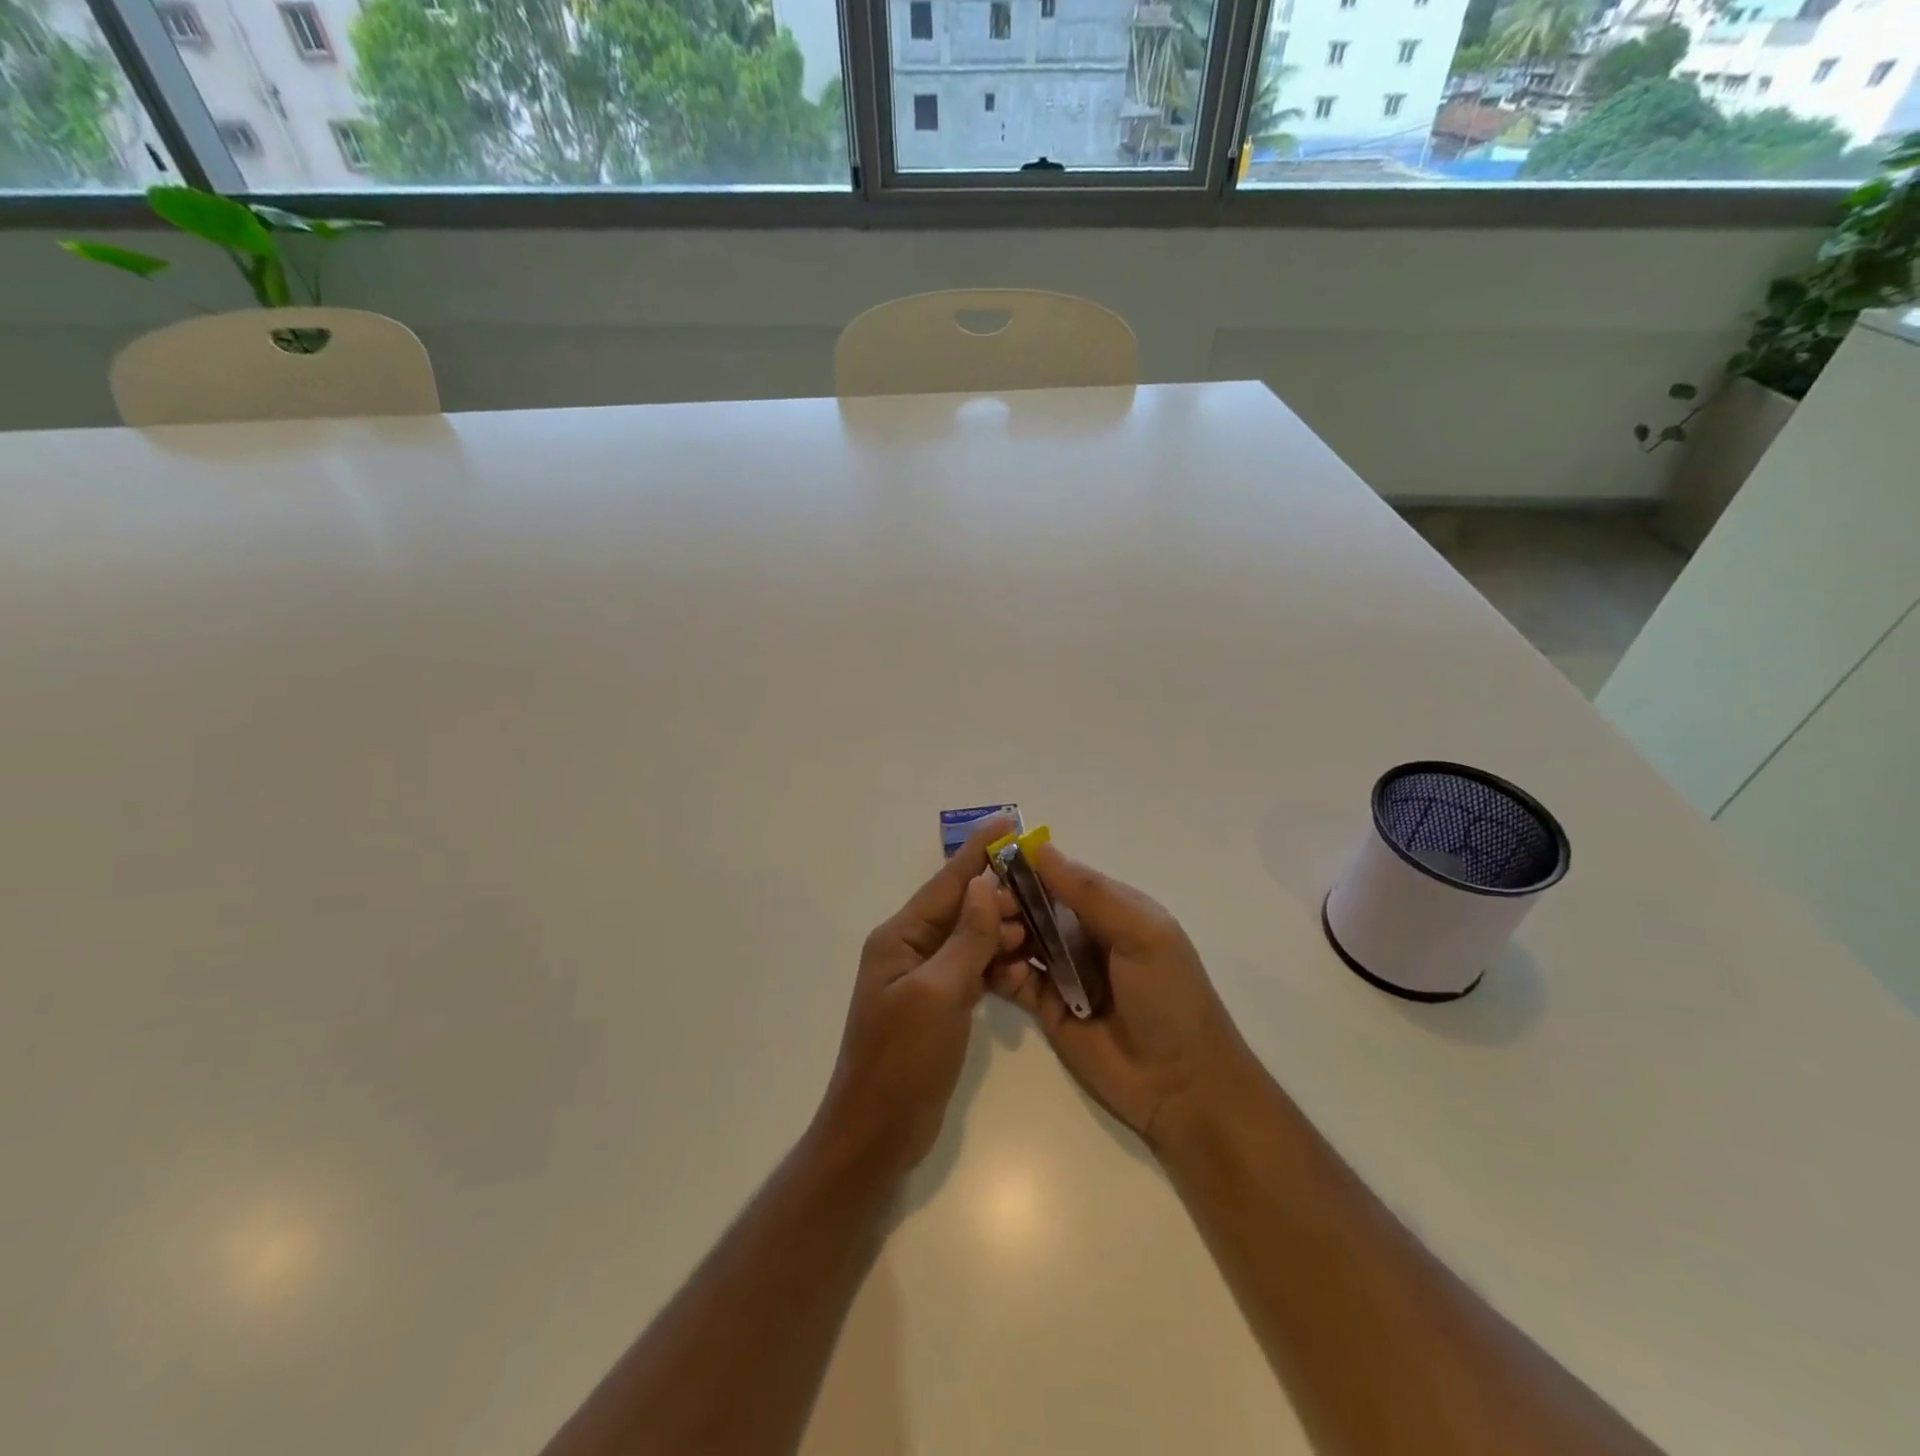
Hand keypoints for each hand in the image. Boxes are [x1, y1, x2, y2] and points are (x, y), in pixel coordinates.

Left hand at [813, 818, 1025, 1179]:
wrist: (878, 1133)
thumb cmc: (902, 1060)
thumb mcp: (938, 994)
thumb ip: (966, 938)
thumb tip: (985, 884)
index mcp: (899, 937)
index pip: (946, 883)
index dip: (978, 851)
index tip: (1008, 822)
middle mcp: (910, 949)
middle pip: (961, 908)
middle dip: (999, 898)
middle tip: (1040, 898)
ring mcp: (924, 978)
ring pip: (971, 939)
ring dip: (1001, 934)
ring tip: (1035, 937)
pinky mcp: (938, 1004)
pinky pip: (973, 970)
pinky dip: (996, 967)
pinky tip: (1021, 974)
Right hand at [989, 841, 1259, 1150]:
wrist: (1182, 1086)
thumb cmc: (1170, 998)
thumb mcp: (1141, 934)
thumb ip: (1090, 894)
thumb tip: (1040, 847)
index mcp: (1111, 909)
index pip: (1060, 876)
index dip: (1027, 868)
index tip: (993, 865)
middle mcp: (1083, 934)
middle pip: (1034, 906)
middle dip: (1008, 903)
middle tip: (989, 912)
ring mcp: (1064, 971)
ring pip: (1020, 939)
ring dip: (1001, 934)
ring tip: (995, 942)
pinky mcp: (1047, 1007)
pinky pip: (1015, 979)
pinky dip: (1001, 970)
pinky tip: (1001, 971)